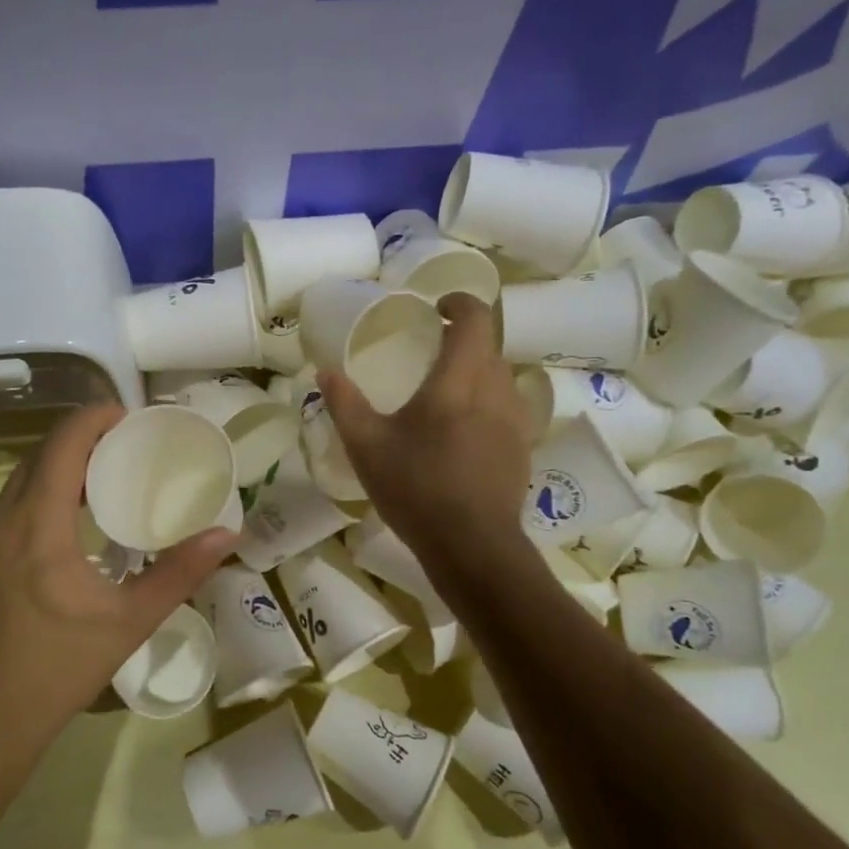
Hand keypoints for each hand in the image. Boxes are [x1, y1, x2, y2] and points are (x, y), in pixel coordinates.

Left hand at [0, 404, 238, 764]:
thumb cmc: (53, 672)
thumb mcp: (126, 622)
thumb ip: (178, 573)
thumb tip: (228, 534)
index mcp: (35, 522)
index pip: (63, 442)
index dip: (98, 418)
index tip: (137, 419)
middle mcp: (1, 519)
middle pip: (43, 454)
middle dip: (86, 439)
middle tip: (134, 448)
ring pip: (25, 480)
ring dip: (65, 467)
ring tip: (113, 478)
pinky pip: (15, 506)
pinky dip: (48, 494)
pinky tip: (78, 524)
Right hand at [319, 293, 532, 564]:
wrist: (472, 546)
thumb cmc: (416, 489)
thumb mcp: (366, 447)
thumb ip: (345, 403)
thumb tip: (326, 371)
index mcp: (460, 379)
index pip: (476, 317)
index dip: (459, 302)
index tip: (436, 308)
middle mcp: (496, 389)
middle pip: (488, 344)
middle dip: (461, 337)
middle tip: (428, 349)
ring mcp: (516, 418)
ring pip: (499, 375)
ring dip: (475, 370)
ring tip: (443, 391)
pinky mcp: (523, 445)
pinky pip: (505, 405)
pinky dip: (485, 400)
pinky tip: (460, 430)